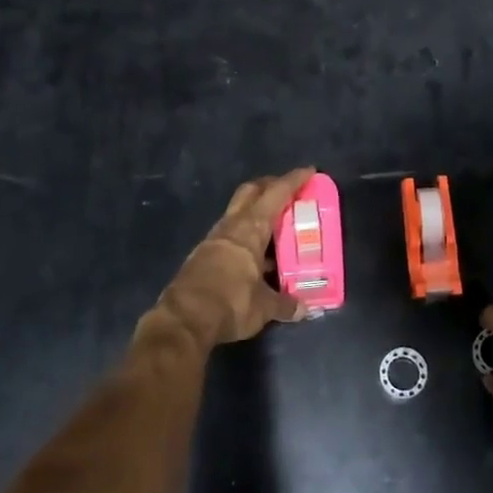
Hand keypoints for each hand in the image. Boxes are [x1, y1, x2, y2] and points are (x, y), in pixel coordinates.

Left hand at [155, 169, 314, 345]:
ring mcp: (214, 240)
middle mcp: (230, 227)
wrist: (183, 321)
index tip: (309, 171)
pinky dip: (245, 236)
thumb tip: (304, 308)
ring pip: (238, 213)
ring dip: (256, 213)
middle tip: (289, 192)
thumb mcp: (264, 307)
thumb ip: (285, 303)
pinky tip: (256, 255)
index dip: (293, 181)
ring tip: (277, 227)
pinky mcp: (203, 256)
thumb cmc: (230, 303)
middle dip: (269, 186)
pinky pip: (230, 235)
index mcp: (250, 229)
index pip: (275, 194)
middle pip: (250, 192)